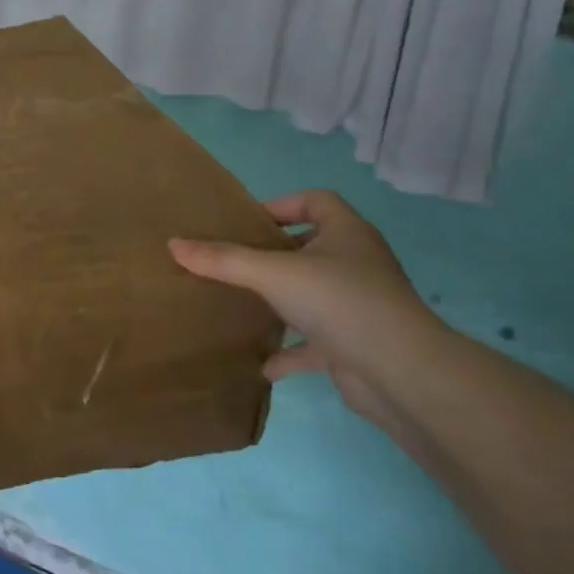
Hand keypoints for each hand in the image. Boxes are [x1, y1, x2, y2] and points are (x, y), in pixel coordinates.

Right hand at [170, 190, 448, 417]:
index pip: (316, 201)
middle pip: (312, 246)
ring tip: (242, 305)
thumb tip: (173, 244)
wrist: (400, 372)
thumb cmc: (339, 301)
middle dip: (273, 254)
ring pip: (313, 294)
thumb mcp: (272, 274)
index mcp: (347, 234)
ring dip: (281, 301)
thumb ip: (222, 260)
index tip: (245, 224)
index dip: (281, 205)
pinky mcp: (356, 343)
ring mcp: (359, 305)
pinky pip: (316, 342)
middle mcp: (357, 263)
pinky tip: (262, 364)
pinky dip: (290, 351)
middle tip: (233, 262)